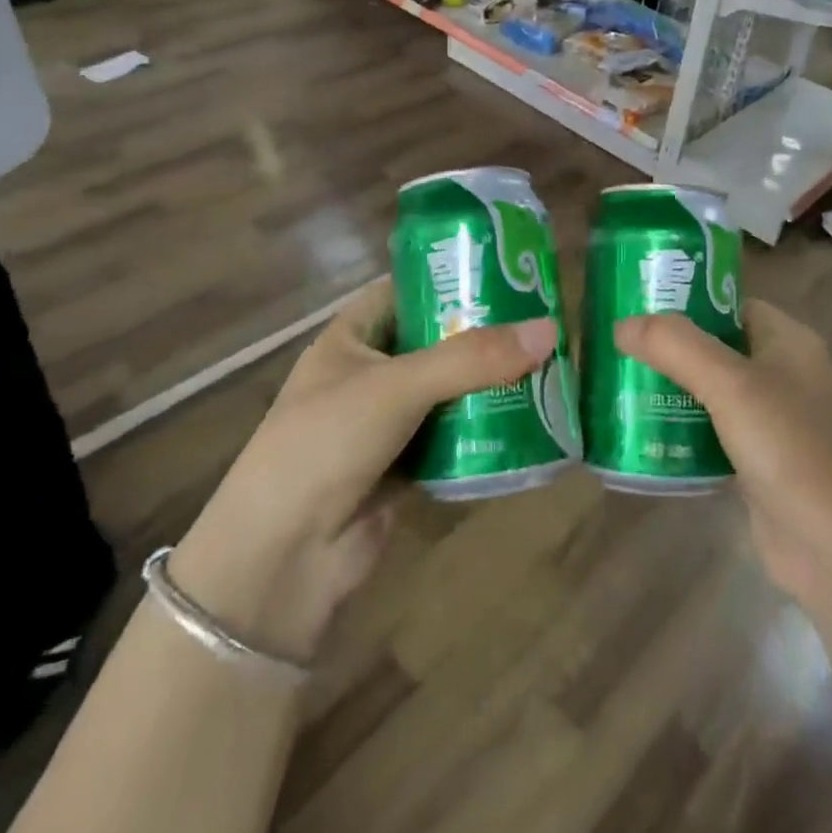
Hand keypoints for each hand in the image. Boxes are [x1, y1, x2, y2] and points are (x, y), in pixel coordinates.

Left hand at [167, 280, 556, 662]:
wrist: (281, 559)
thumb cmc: (326, 444)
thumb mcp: (397, 386)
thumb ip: (472, 359)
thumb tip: (549, 330)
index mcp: (351, 338)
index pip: (406, 290)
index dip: (451, 278)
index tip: (508, 273)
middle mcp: (368, 374)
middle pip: (436, 342)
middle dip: (484, 338)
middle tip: (542, 324)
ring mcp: (385, 424)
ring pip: (448, 393)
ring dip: (490, 387)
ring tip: (548, 368)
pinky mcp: (403, 469)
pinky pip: (452, 440)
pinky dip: (483, 434)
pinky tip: (528, 424)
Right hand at [613, 302, 831, 622]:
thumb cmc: (793, 451)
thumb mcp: (731, 387)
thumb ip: (675, 347)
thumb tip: (623, 323)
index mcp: (794, 345)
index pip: (735, 307)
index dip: (690, 303)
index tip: (640, 308)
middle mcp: (793, 378)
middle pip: (724, 351)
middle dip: (675, 352)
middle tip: (621, 353)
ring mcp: (784, 428)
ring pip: (720, 397)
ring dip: (677, 395)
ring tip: (623, 390)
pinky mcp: (770, 471)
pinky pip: (721, 439)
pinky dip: (689, 437)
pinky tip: (650, 440)